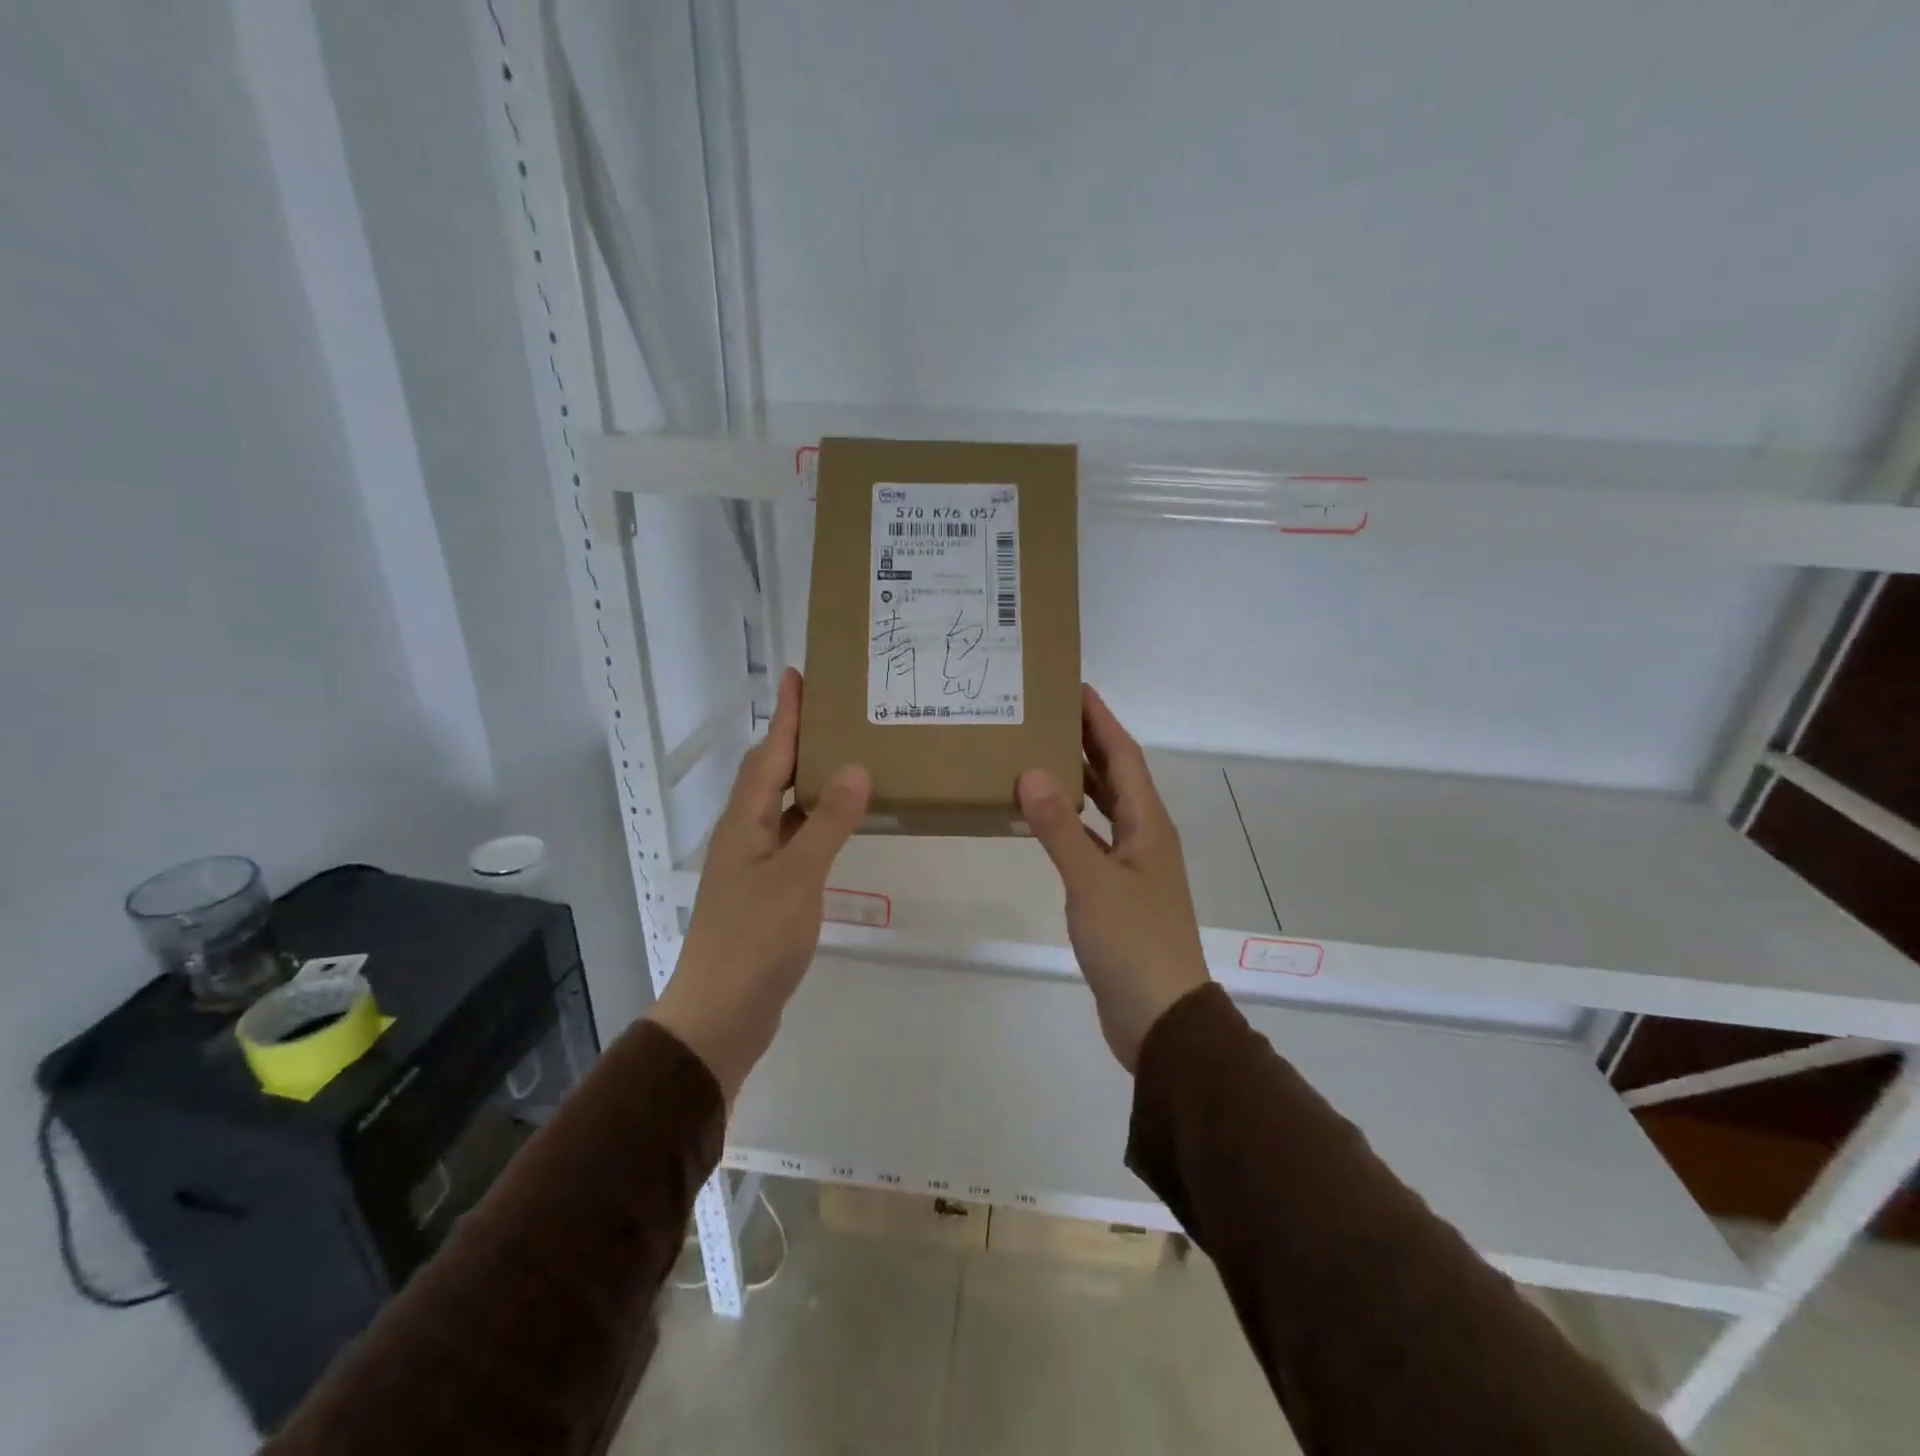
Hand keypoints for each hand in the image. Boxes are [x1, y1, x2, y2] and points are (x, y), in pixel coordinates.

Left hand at [648, 669, 869, 1098]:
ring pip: (783, 808)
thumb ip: (827, 821)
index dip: (785, 714)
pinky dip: (815, 822)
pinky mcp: (766, 892)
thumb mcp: (797, 876)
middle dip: (797, 739)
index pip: (769, 754)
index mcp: (745, 822)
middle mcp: (744, 835)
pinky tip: (839, 825)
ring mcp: (753, 865)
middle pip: (771, 774)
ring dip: (809, 779)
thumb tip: (855, 767)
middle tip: (834, 711)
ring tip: (845, 757)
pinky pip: (793, 840)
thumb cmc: (755, 939)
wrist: (721, 1014)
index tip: (798, 675)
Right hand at [1017, 685, 1210, 1071]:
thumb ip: (1060, 828)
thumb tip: (1031, 772)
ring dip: (1078, 781)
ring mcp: (1132, 867)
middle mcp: (1145, 838)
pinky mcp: (1116, 894)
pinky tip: (1043, 821)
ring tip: (1039, 755)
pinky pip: (1092, 841)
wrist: (1160, 1018)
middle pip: (1116, 777)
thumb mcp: (1092, 882)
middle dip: (1088, 742)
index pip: (1124, 758)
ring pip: (1104, 809)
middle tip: (1048, 714)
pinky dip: (1070, 824)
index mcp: (1149, 825)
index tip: (1076, 688)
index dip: (1102, 721)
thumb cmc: (1133, 943)